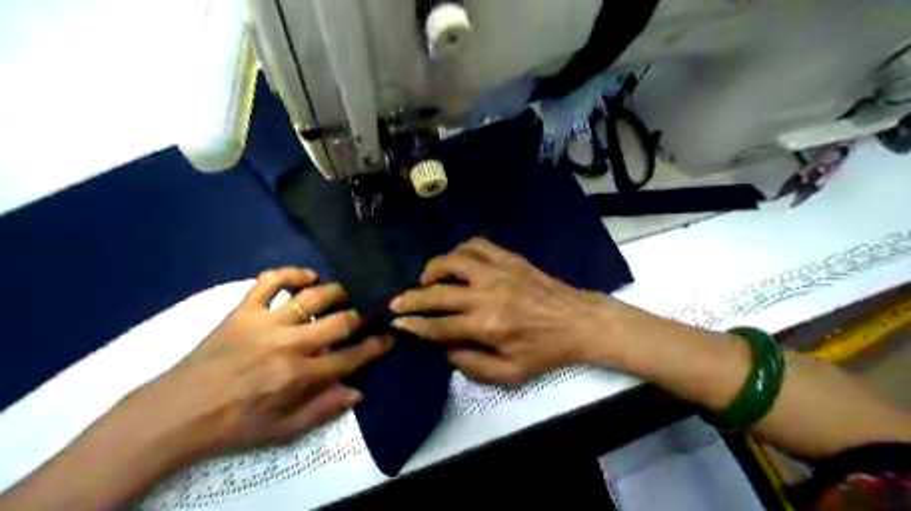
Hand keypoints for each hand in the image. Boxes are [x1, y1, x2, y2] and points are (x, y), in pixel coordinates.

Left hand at [122, 270, 390, 463]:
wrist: (177, 412)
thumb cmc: (235, 424)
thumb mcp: (283, 430)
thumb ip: (323, 409)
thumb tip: (358, 391)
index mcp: (300, 376)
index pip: (351, 357)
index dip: (376, 346)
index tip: (389, 337)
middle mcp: (289, 344)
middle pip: (340, 321)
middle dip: (361, 317)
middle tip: (367, 315)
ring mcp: (265, 323)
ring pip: (312, 296)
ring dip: (335, 292)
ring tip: (343, 294)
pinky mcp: (243, 310)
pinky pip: (270, 281)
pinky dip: (291, 273)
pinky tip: (307, 276)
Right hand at [388, 240, 605, 387]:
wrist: (578, 321)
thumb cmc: (544, 351)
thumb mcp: (511, 374)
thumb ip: (473, 366)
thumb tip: (445, 350)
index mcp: (487, 327)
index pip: (439, 326)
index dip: (414, 326)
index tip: (397, 324)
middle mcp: (487, 296)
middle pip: (438, 293)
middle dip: (411, 298)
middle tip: (397, 302)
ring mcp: (498, 272)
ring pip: (454, 260)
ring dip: (433, 268)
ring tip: (426, 278)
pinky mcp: (509, 258)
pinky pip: (477, 245)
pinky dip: (460, 251)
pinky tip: (456, 261)